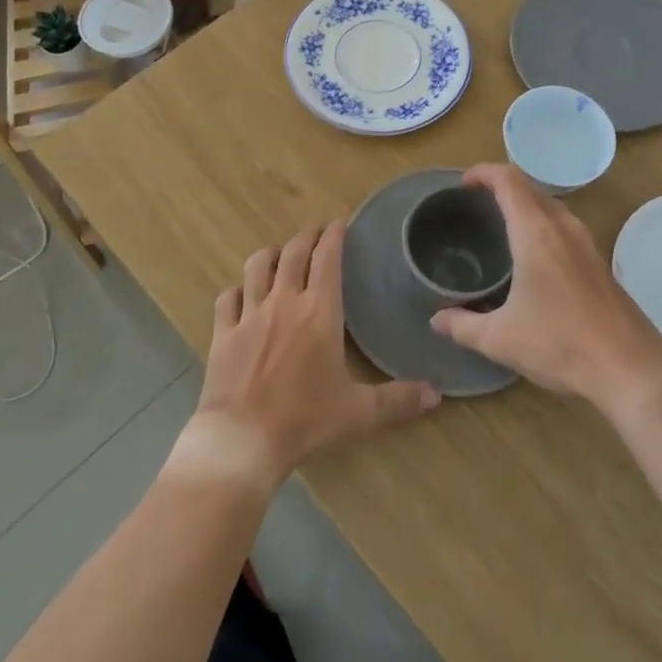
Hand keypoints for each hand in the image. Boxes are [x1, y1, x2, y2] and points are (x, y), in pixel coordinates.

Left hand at [186, 221, 440, 490]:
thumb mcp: (358, 412)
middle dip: (307, 236)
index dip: (334, 234)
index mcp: (319, 311)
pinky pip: (229, 298)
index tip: (340, 222)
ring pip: (257, 266)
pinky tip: (243, 293)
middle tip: (316, 232)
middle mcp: (284, 301)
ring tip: (281, 254)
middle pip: (294, 252)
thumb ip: (398, 399)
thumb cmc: (305, 419)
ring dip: (272, 254)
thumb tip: (437, 394)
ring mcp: (250, 314)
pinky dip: (238, 289)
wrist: (243, 439)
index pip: (327, 257)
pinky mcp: (223, 332)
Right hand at [429, 164, 661, 405]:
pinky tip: (532, 259)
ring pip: (550, 206)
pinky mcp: (599, 262)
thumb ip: (462, 325)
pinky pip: (564, 227)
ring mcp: (586, 243)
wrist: (631, 369)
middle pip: (529, 188)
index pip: (508, 179)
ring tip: (500, 227)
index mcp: (536, 232)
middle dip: (501, 187)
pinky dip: (542, 225)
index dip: (483, 172)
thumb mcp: (500, 339)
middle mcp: (563, 227)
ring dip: (524, 206)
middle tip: (474, 206)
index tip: (462, 185)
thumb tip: (436, 319)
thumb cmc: (560, 344)